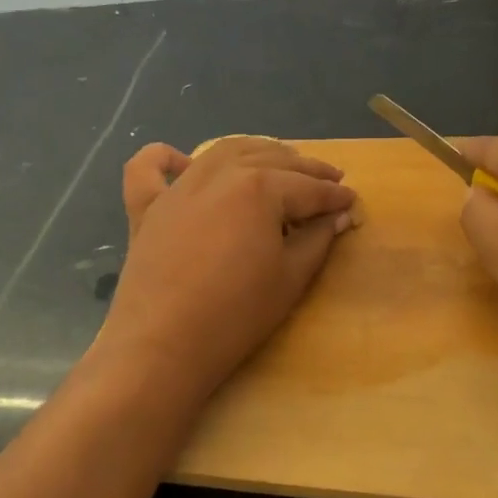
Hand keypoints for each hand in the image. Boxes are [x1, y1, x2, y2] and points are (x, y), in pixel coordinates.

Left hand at [101, 137, 356, 397]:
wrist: (163, 345)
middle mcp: (219, 174)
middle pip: (269, 161)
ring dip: (255, 152)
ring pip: (221, 153)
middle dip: (303, 169)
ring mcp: (178, 189)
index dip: (334, 195)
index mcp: (259, 187)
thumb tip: (338, 215)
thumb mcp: (291, 278)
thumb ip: (318, 238)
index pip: (307, 188)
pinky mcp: (146, 208)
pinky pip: (149, 169)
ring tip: (277, 164)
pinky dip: (165, 158)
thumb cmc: (236, 315)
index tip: (352, 200)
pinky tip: (183, 161)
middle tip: (327, 180)